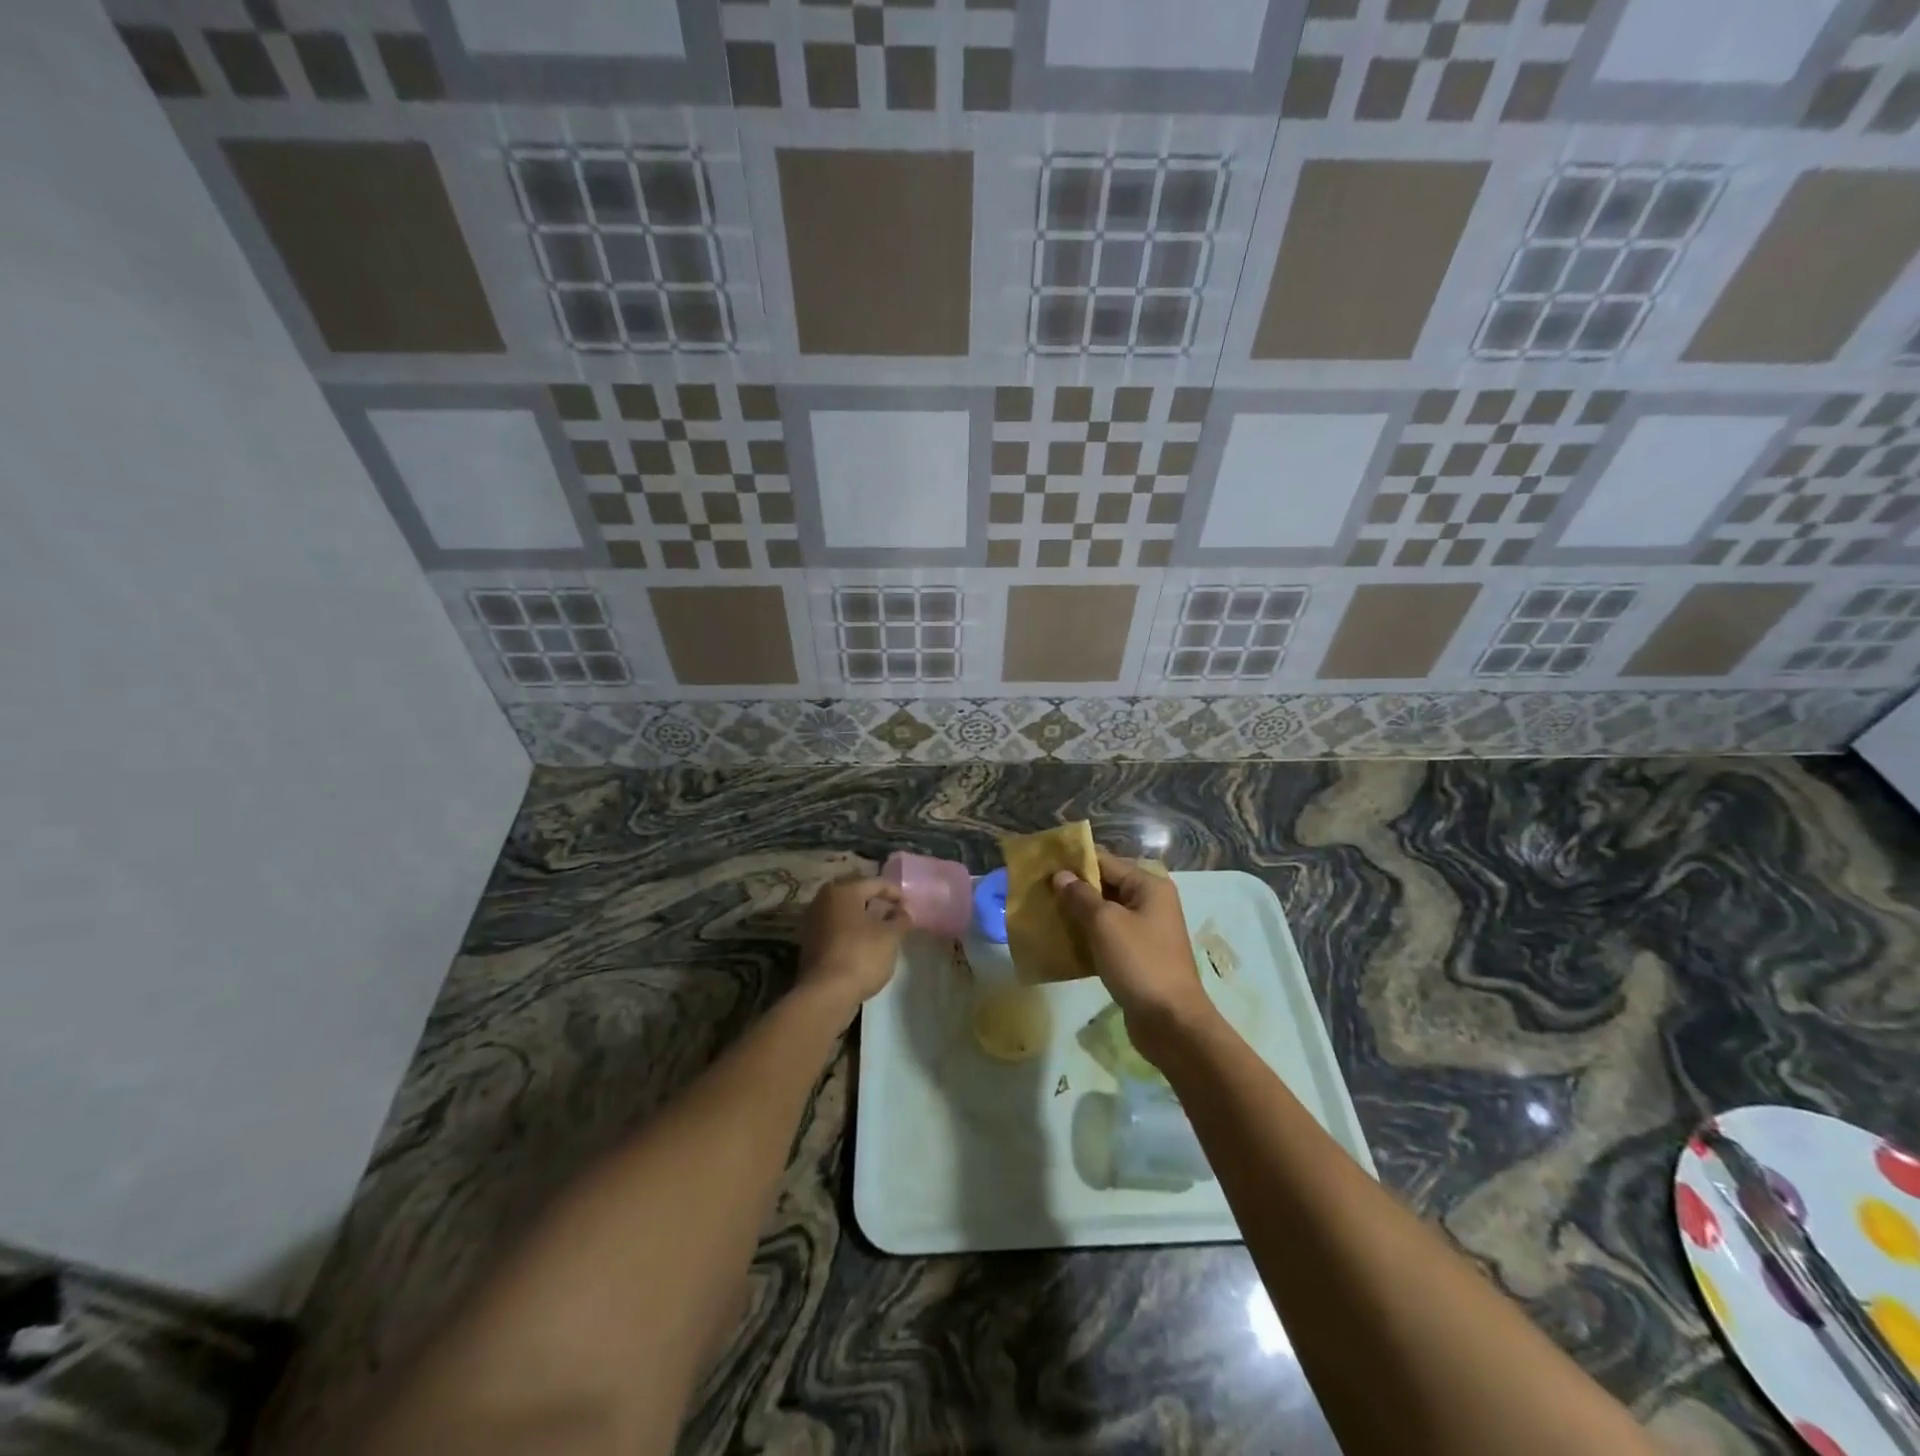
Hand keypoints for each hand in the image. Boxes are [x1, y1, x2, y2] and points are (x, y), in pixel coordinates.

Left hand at [796, 875, 908, 1014]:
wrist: (825, 994)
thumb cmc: (861, 955)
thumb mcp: (890, 936)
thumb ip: (900, 919)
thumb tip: (904, 911)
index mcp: (842, 891)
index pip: (875, 883)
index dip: (895, 892)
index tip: (910, 906)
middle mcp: (823, 901)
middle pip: (856, 896)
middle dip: (877, 903)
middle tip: (896, 914)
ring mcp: (813, 923)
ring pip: (845, 914)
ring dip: (864, 920)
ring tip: (883, 931)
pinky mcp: (810, 945)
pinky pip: (837, 931)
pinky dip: (852, 934)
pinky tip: (865, 946)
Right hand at [1052, 851, 1215, 1063]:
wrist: (1171, 1022)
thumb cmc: (1139, 963)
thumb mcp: (1105, 924)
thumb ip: (1080, 896)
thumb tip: (1061, 875)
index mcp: (1148, 885)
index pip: (1105, 861)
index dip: (1074, 862)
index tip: (1042, 866)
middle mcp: (1150, 902)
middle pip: (1105, 885)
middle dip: (1073, 888)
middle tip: (1039, 892)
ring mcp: (1146, 930)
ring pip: (1105, 913)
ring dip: (1078, 914)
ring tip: (1045, 915)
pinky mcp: (1138, 955)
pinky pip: (1108, 936)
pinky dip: (1088, 936)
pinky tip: (1063, 942)